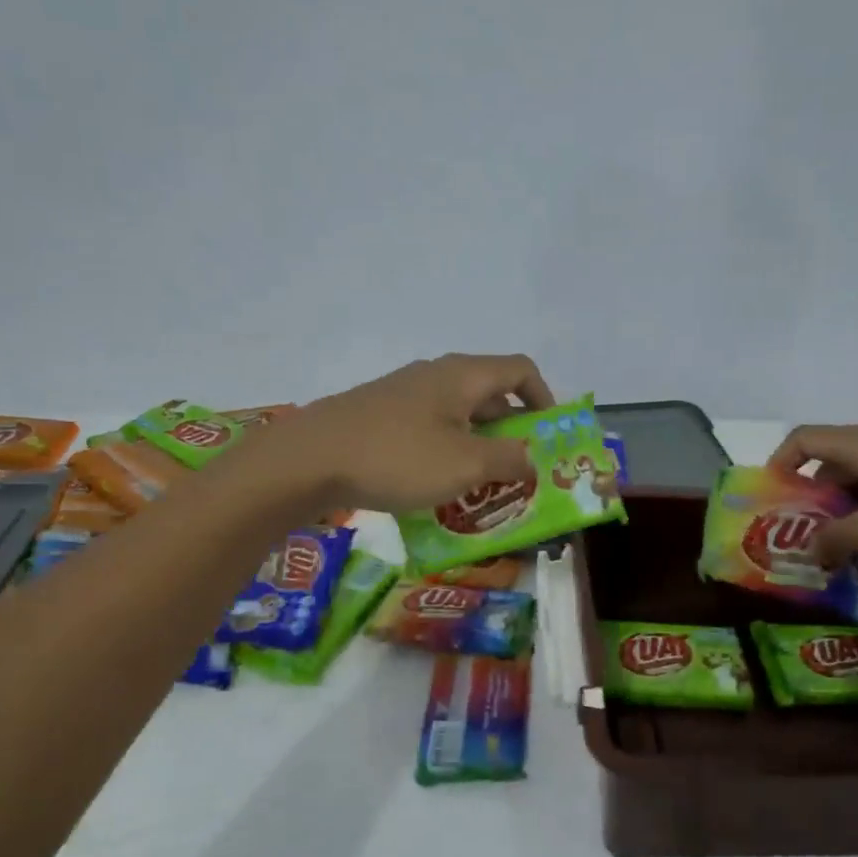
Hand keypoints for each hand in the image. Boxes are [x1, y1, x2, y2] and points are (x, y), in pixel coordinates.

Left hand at [289, 354, 556, 512]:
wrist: (308, 459)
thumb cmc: (398, 457)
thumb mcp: (466, 465)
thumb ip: (510, 460)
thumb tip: (534, 459)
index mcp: (464, 376)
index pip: (521, 369)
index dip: (545, 399)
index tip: (549, 437)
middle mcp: (436, 376)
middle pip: (491, 394)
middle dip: (513, 432)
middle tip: (521, 471)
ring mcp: (404, 394)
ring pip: (459, 415)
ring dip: (479, 446)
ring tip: (484, 486)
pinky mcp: (380, 416)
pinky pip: (429, 429)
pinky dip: (447, 452)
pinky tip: (438, 487)